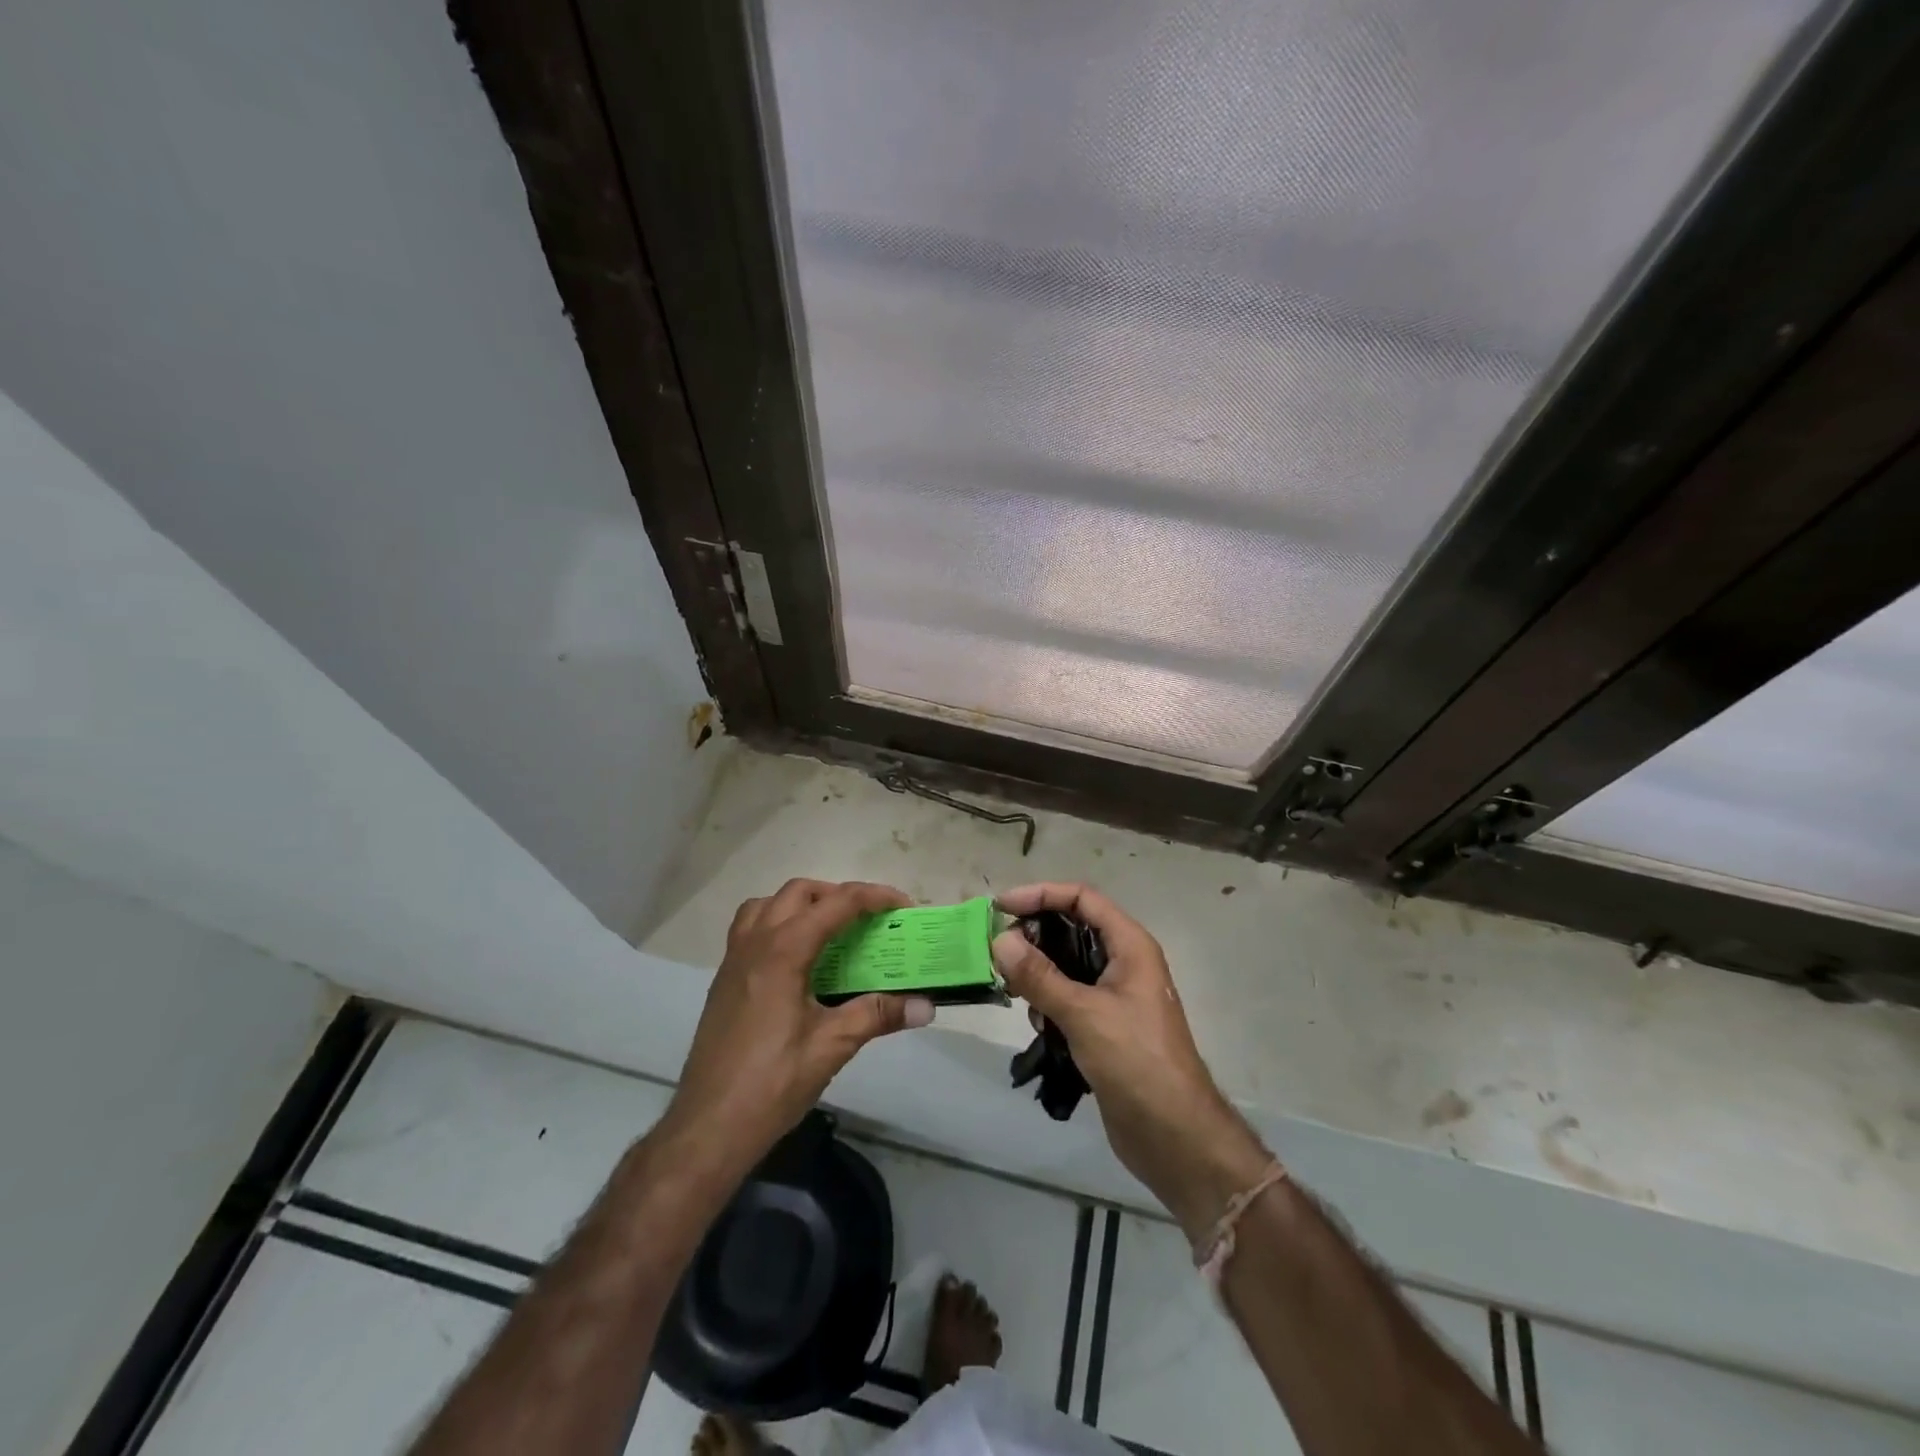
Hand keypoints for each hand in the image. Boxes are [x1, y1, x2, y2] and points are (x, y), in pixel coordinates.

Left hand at [667, 879, 933, 1171]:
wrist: (708, 1127)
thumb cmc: (772, 1083)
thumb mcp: (832, 1046)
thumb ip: (878, 1015)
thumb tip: (926, 1006)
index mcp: (783, 951)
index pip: (837, 903)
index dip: (875, 897)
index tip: (904, 907)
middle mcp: (755, 942)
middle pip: (800, 892)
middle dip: (839, 895)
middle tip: (869, 921)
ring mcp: (734, 959)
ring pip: (769, 904)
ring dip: (803, 904)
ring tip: (831, 931)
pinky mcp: (724, 979)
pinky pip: (750, 927)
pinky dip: (778, 923)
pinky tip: (797, 960)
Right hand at [992, 883, 1269, 1235]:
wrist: (1174, 1135)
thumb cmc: (1135, 1061)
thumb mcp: (1083, 1013)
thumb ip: (1039, 975)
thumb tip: (1001, 939)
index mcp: (1130, 945)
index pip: (1081, 898)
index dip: (1041, 894)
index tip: (1001, 908)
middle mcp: (1124, 961)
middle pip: (1072, 927)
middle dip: (1035, 935)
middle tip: (999, 951)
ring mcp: (1116, 994)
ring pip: (1067, 963)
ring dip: (1038, 971)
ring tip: (1012, 990)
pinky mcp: (1106, 1025)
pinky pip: (1069, 996)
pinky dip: (1048, 1000)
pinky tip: (1036, 1022)